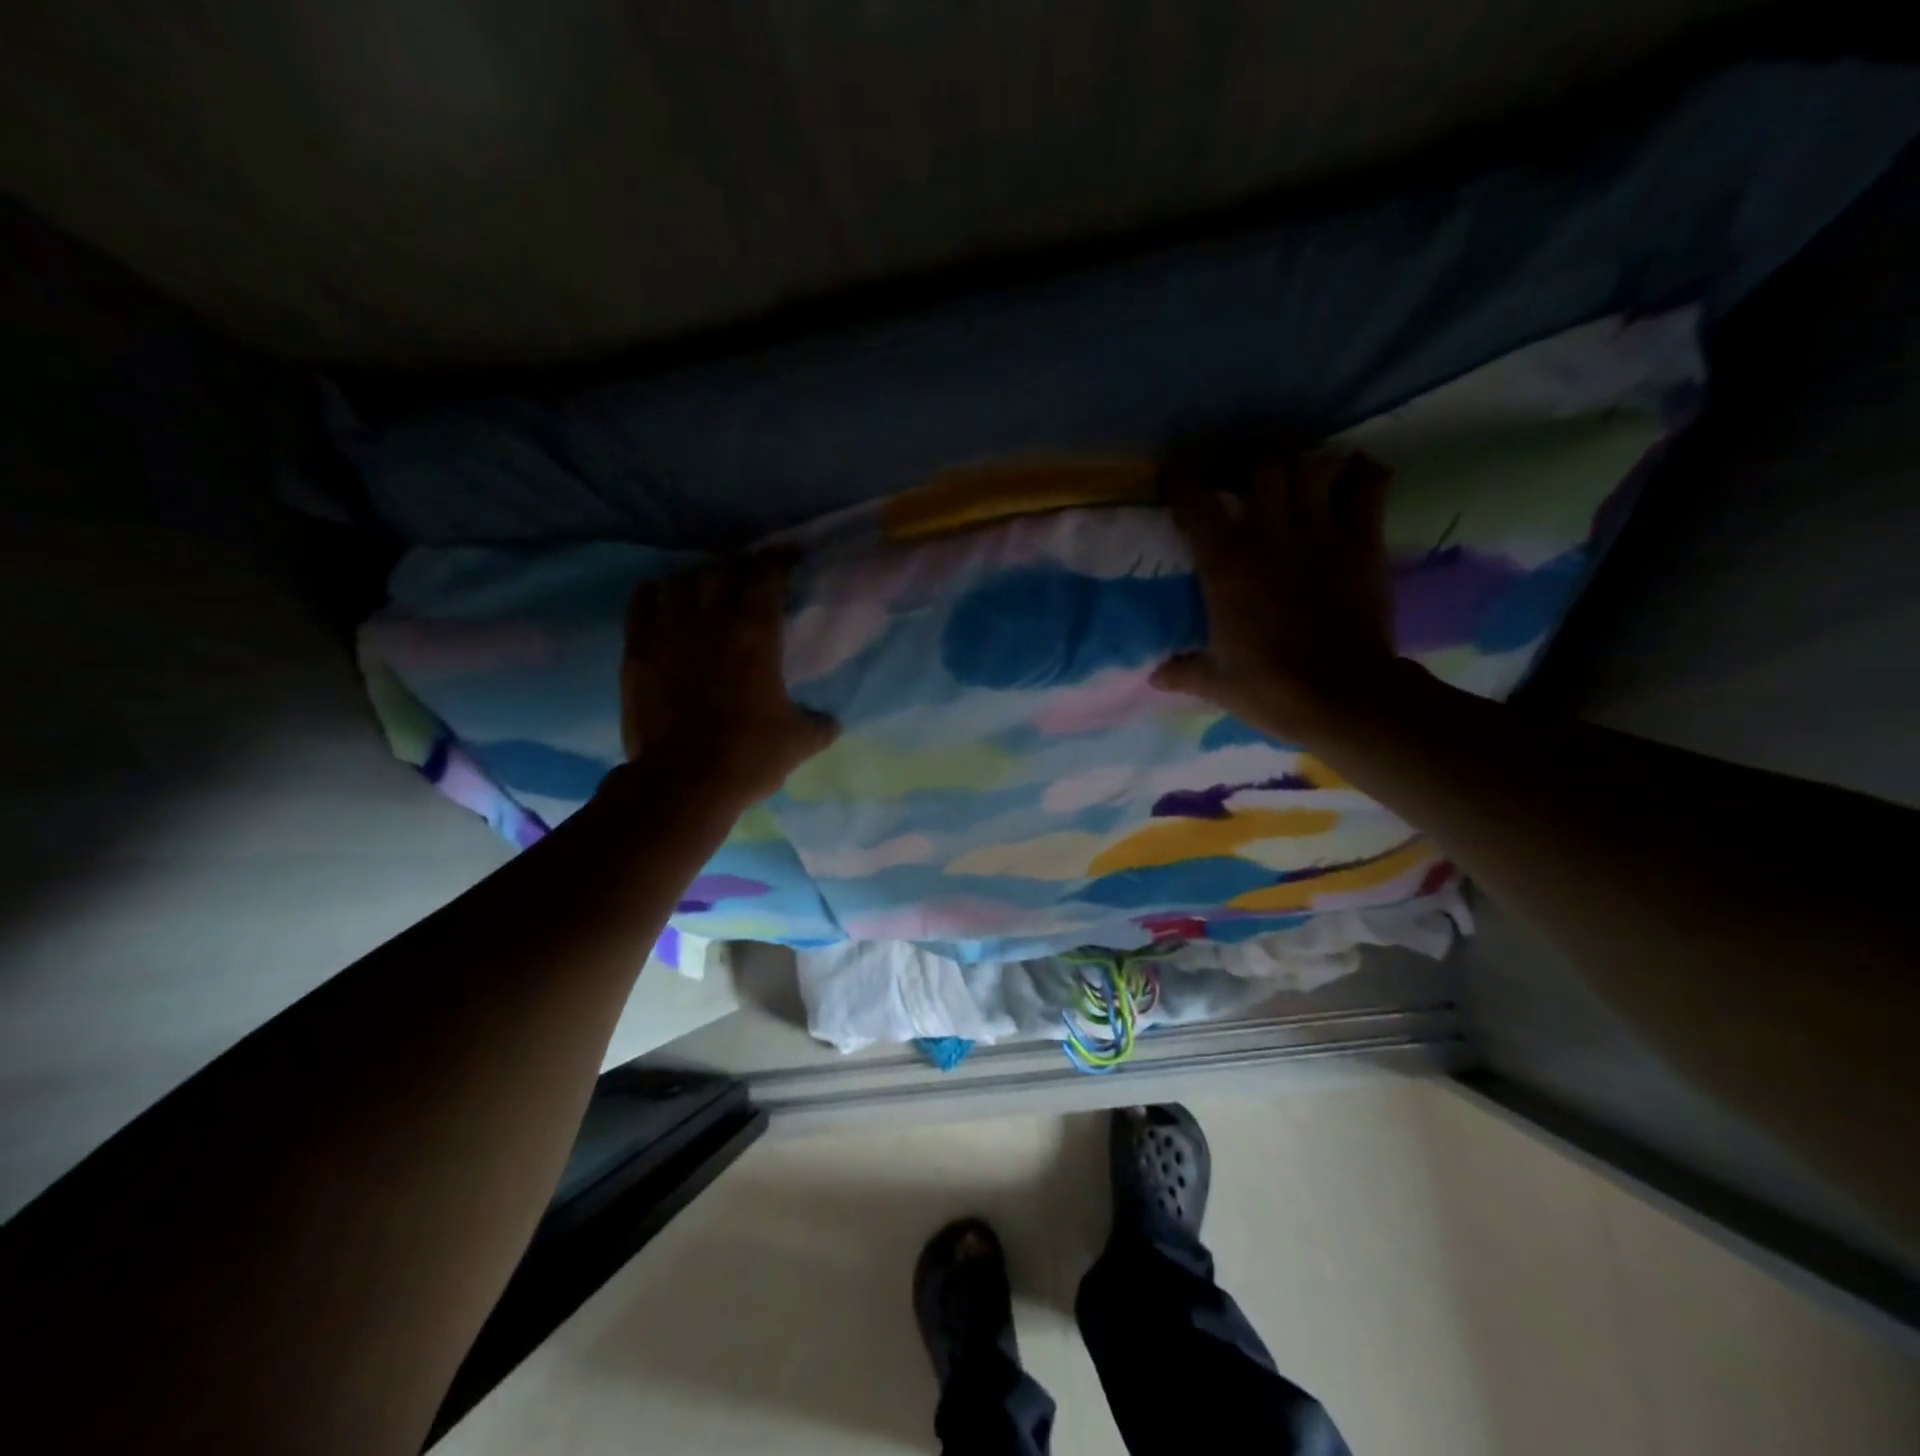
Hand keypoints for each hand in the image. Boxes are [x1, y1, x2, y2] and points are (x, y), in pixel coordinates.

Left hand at [620, 554, 837, 803]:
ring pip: (681, 580)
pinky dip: (656, 594)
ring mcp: (668, 632)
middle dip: (739, 567)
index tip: (789, 557)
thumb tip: (831, 722)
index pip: (768, 574)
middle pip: (722, 568)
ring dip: (697, 578)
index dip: (780, 559)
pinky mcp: (637, 651)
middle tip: (748, 578)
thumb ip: (819, 724)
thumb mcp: (799, 742)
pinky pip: (642, 603)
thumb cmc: (749, 755)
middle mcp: (711, 620)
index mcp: (756, 634)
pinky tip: (663, 600)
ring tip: (705, 588)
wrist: (683, 781)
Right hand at [1151, 447, 1401, 743]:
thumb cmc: (1269, 688)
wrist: (1341, 696)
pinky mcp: (1363, 543)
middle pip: (1263, 464)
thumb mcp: (1216, 684)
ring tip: (1300, 472)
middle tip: (1249, 473)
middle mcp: (1269, 535)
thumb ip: (1183, 671)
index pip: (1195, 502)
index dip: (1181, 479)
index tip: (1175, 474)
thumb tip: (1154, 676)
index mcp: (1224, 564)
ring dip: (1305, 462)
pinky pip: (1367, 488)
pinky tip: (1357, 475)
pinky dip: (1363, 474)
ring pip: (1312, 465)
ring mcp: (1320, 534)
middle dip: (1253, 461)